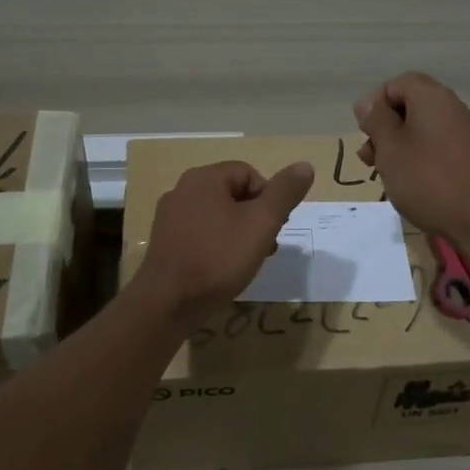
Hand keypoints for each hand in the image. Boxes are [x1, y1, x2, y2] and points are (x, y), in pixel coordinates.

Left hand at [131, 160, 314, 323]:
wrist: (167, 304)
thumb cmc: (218, 258)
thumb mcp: (261, 223)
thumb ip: (284, 193)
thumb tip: (305, 165)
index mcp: (204, 178)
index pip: (249, 174)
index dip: (269, 198)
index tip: (275, 228)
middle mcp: (182, 190)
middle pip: (233, 194)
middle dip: (256, 218)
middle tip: (266, 246)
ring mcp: (169, 217)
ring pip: (218, 216)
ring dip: (239, 234)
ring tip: (249, 262)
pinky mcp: (165, 242)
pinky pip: (201, 234)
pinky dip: (218, 246)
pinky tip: (224, 270)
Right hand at [354, 72, 469, 240]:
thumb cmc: (427, 178)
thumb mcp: (390, 147)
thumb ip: (376, 121)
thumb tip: (367, 103)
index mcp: (430, 97)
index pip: (396, 84)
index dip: (375, 104)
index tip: (363, 132)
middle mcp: (449, 107)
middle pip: (408, 105)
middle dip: (383, 127)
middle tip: (368, 157)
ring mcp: (461, 131)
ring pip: (419, 128)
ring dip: (395, 146)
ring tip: (382, 173)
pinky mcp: (466, 155)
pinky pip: (433, 145)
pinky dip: (415, 157)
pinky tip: (405, 182)